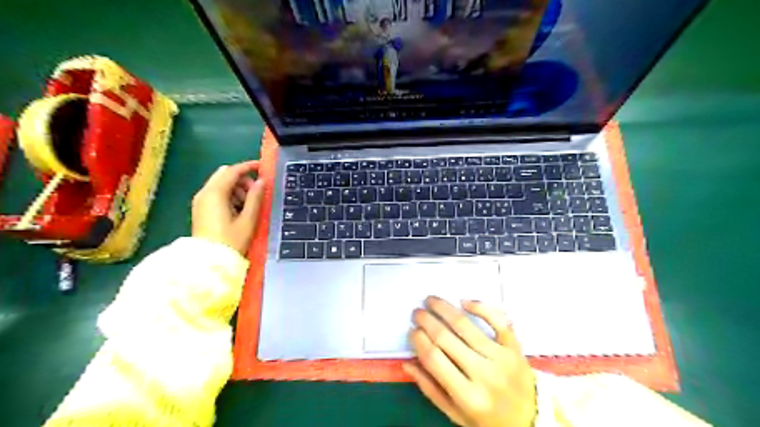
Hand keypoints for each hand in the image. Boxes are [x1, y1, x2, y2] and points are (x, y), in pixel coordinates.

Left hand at [192, 158, 263, 252]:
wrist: (209, 263)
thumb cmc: (231, 241)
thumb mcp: (248, 220)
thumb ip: (255, 198)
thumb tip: (261, 182)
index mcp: (215, 194)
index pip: (232, 171)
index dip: (248, 167)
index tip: (262, 167)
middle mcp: (204, 193)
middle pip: (224, 175)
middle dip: (242, 179)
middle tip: (255, 192)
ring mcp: (201, 201)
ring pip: (220, 184)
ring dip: (236, 188)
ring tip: (248, 205)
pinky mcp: (201, 209)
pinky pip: (216, 194)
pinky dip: (229, 195)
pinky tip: (238, 210)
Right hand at [407, 296, 536, 426]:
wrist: (531, 420)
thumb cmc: (488, 419)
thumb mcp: (456, 414)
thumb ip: (430, 389)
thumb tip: (407, 362)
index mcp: (467, 396)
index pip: (434, 358)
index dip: (418, 340)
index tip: (411, 331)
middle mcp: (484, 374)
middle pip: (446, 338)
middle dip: (426, 320)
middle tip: (416, 312)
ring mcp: (501, 358)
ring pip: (466, 325)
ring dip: (444, 308)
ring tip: (431, 300)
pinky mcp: (514, 347)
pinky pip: (497, 320)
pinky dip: (481, 307)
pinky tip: (464, 301)